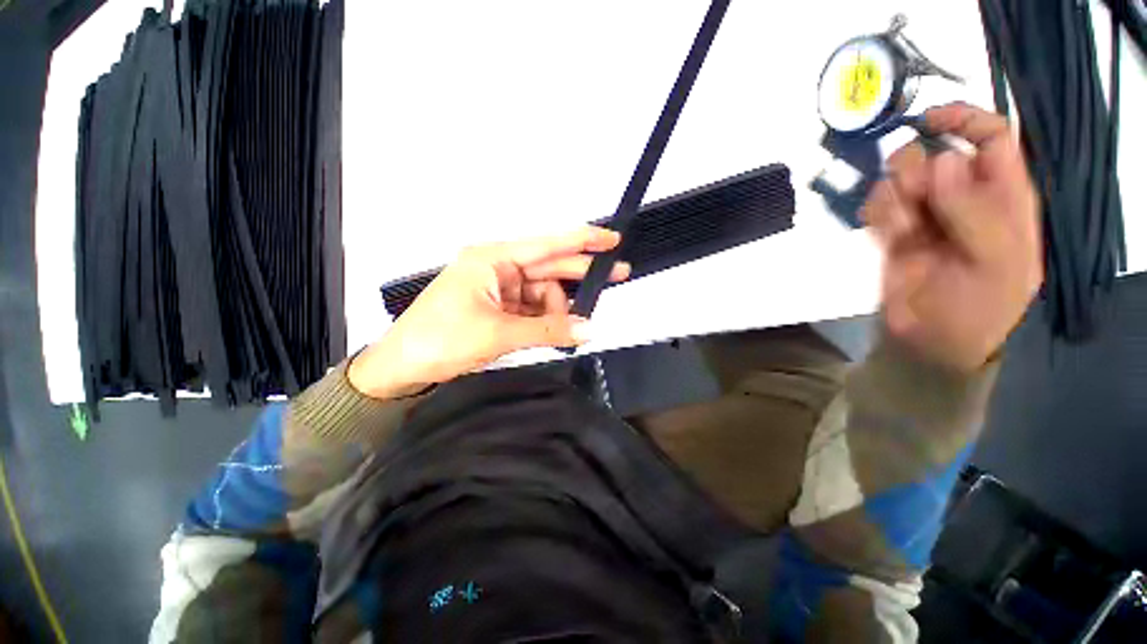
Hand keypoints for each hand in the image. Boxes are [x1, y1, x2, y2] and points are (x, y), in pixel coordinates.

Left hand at [348, 226, 629, 398]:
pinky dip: (546, 321)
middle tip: (615, 278)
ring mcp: (498, 290)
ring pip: (543, 294)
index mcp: (492, 259)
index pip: (547, 245)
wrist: (403, 368)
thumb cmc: (440, 340)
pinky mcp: (498, 309)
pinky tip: (557, 332)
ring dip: (559, 311)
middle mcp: (497, 269)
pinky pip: (533, 309)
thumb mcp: (499, 333)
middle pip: (549, 268)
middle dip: (580, 276)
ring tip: (572, 328)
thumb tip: (588, 329)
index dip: (582, 240)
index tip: (611, 239)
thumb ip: (548, 330)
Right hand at [861, 103, 1042, 371]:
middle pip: (934, 154)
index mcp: (1004, 198)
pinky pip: (878, 204)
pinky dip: (877, 214)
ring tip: (900, 230)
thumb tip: (944, 161)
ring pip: (899, 178)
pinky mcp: (893, 232)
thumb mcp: (997, 266)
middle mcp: (964, 198)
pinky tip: (887, 236)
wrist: (930, 343)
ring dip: (893, 198)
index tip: (927, 120)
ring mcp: (926, 215)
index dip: (964, 120)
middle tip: (913, 200)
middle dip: (916, 171)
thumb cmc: (978, 309)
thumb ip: (978, 214)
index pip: (992, 138)